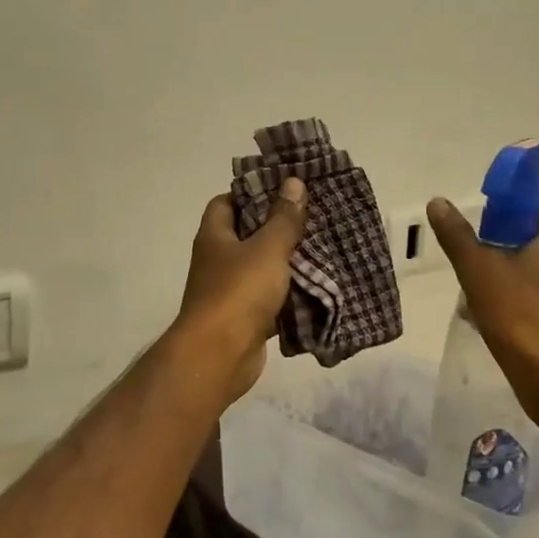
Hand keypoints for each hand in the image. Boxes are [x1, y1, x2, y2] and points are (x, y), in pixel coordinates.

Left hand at [174, 178, 307, 403]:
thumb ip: (283, 218)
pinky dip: (289, 294)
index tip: (285, 189)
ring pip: (262, 268)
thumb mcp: (267, 248)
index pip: (226, 202)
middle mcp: (217, 260)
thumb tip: (293, 182)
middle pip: (247, 234)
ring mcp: (230, 290)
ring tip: (323, 247)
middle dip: (278, 227)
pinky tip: (317, 287)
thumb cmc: (239, 292)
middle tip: (314, 217)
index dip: (252, 192)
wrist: (220, 356)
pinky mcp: (245, 318)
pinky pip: (270, 299)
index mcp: (215, 236)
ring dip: (287, 262)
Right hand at [425, 199, 538, 380]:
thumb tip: (438, 202)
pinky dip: (523, 309)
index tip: (497, 226)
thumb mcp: (478, 270)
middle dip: (512, 251)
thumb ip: (458, 236)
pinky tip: (494, 325)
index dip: (527, 214)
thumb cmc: (519, 314)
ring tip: (480, 297)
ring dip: (515, 282)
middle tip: (480, 261)